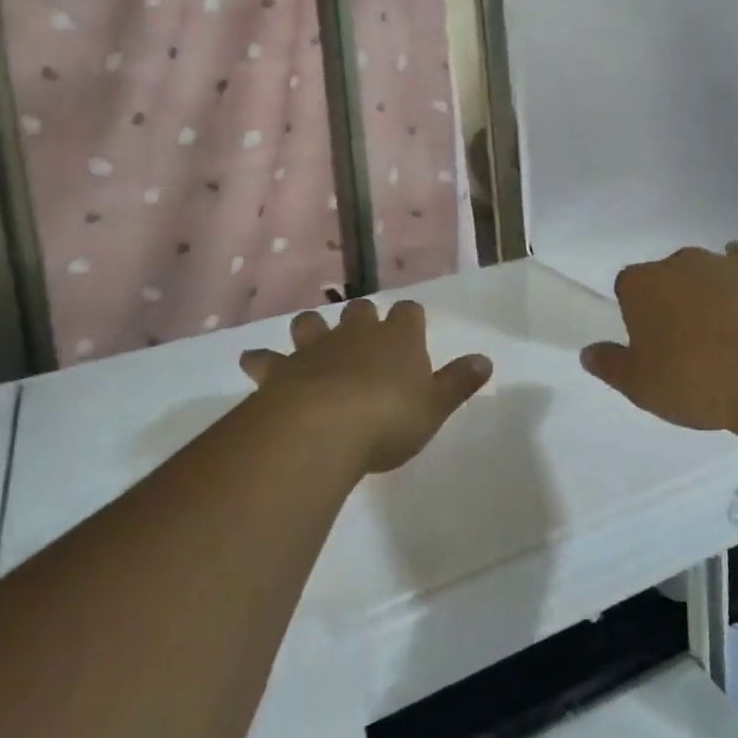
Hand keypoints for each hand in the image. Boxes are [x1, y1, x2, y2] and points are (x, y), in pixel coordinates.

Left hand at [240, 299, 492, 473]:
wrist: (326, 427)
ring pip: (312, 323)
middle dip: (362, 317)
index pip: (408, 312)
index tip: (412, 328)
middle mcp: (357, 333)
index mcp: (398, 337)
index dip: (410, 319)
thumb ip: (459, 382)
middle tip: (364, 334)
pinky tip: (252, 362)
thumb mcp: (435, 406)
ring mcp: (317, 347)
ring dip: (312, 329)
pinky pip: (268, 359)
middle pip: (361, 310)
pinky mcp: (284, 368)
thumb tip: (485, 360)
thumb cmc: (390, 418)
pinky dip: (261, 360)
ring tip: (311, 338)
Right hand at [581, 242, 737, 431]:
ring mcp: (726, 262)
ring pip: (708, 272)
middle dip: (674, 301)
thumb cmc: (698, 381)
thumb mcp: (642, 387)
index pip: (627, 288)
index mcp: (641, 285)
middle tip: (689, 345)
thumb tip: (588, 353)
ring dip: (711, 294)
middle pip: (668, 276)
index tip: (651, 344)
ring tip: (729, 338)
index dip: (636, 314)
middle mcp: (679, 263)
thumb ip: (610, 366)